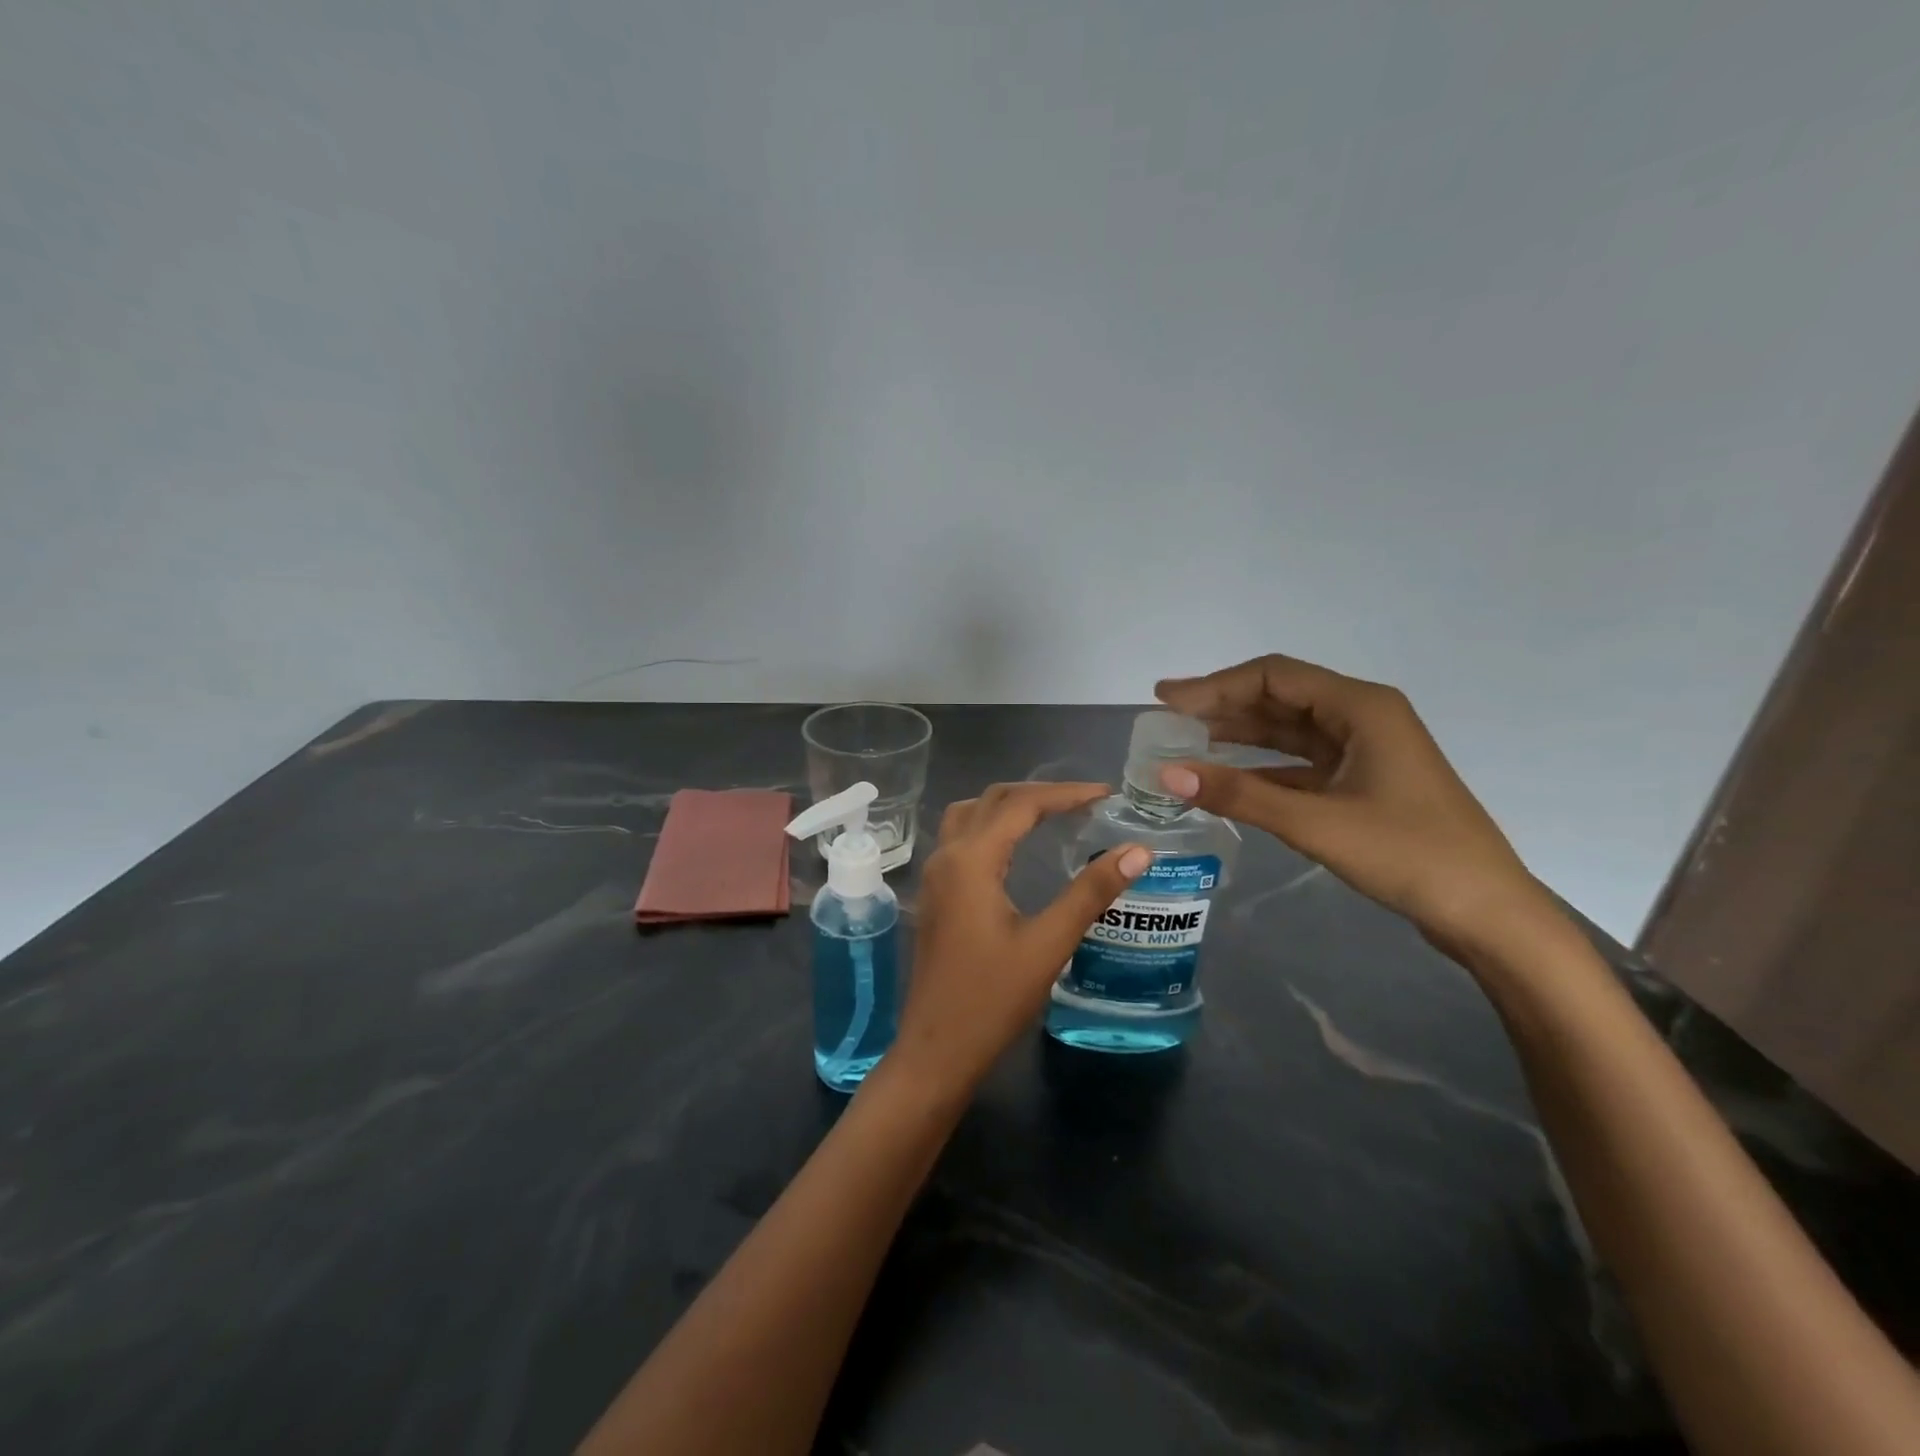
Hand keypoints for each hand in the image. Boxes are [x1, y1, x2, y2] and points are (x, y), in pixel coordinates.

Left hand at [890, 782, 1149, 1095]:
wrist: (936, 1049)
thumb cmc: (992, 999)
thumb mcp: (1048, 944)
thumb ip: (1090, 893)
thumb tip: (1138, 851)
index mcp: (971, 860)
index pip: (1021, 804)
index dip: (1065, 793)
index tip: (1106, 794)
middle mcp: (947, 857)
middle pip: (992, 800)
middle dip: (1040, 794)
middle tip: (1085, 802)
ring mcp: (935, 875)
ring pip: (970, 815)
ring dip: (1009, 805)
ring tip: (1052, 814)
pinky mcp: (935, 895)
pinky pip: (962, 838)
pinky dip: (992, 826)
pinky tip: (1016, 848)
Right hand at [1155, 654, 1553, 952]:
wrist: (1487, 913)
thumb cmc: (1409, 855)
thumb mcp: (1316, 822)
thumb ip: (1240, 794)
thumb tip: (1168, 775)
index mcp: (1361, 706)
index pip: (1273, 676)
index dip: (1214, 685)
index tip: (1166, 700)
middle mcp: (1362, 717)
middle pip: (1279, 697)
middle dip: (1221, 705)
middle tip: (1166, 719)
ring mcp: (1365, 750)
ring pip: (1288, 730)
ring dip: (1238, 734)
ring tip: (1185, 743)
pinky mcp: (1362, 782)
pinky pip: (1300, 763)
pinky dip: (1261, 767)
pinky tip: (1226, 779)